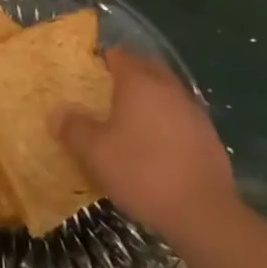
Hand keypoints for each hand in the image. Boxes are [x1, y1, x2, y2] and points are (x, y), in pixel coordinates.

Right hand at [54, 46, 235, 237]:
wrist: (203, 212)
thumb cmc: (142, 172)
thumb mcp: (96, 153)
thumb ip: (74, 128)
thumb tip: (57, 112)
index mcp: (139, 82)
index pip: (119, 55)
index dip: (104, 59)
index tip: (91, 71)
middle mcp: (168, 87)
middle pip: (147, 67)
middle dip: (130, 72)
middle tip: (109, 90)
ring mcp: (192, 111)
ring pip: (167, 91)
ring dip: (151, 97)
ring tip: (133, 118)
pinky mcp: (209, 136)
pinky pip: (181, 116)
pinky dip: (168, 121)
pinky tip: (159, 144)